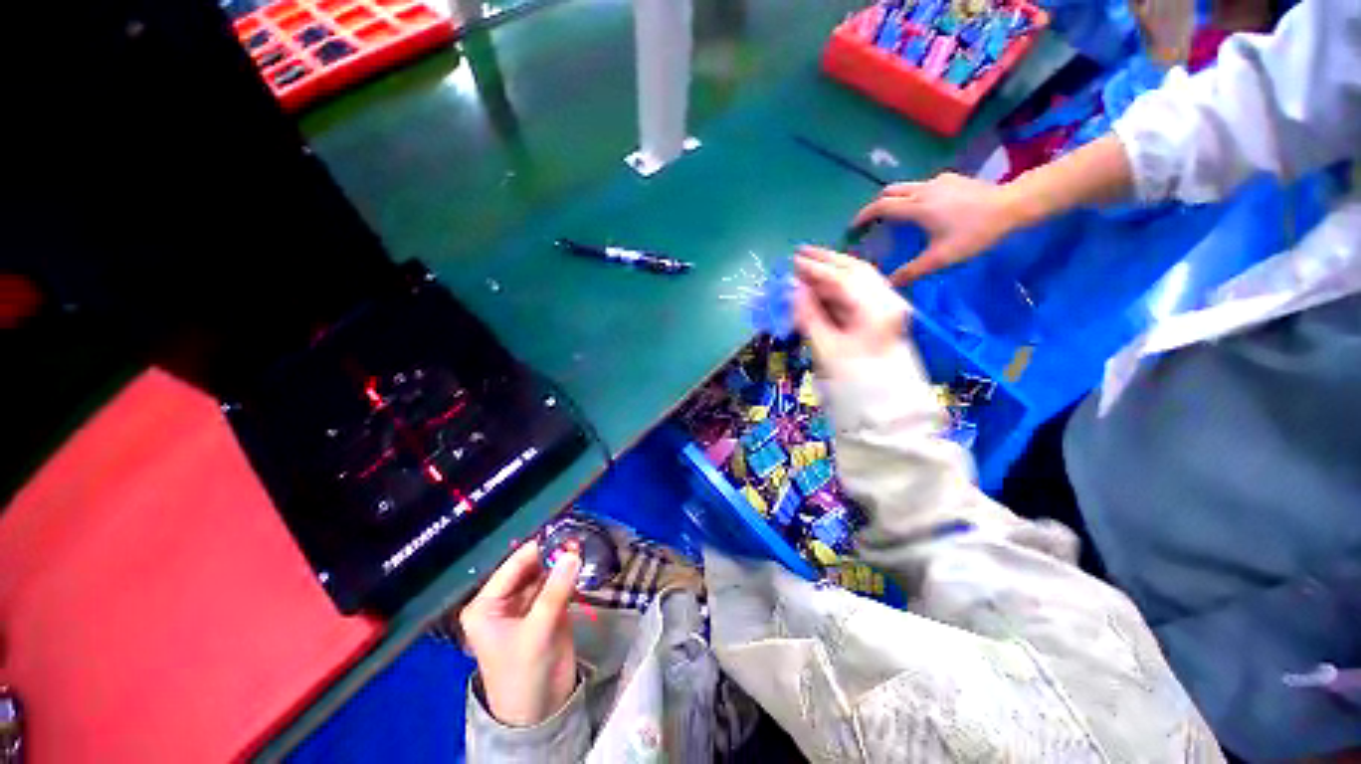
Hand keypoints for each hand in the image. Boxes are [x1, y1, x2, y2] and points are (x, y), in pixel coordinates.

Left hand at [459, 540, 580, 726]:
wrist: (540, 713)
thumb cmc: (524, 675)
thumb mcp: (536, 633)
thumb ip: (554, 591)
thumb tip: (572, 554)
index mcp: (487, 605)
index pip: (513, 566)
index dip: (537, 548)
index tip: (563, 530)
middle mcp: (505, 600)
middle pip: (530, 567)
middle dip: (552, 553)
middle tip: (577, 538)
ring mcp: (527, 604)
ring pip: (546, 573)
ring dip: (562, 561)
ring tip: (582, 544)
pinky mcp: (546, 609)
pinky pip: (557, 584)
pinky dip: (569, 574)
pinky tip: (582, 562)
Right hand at [793, 246, 909, 379]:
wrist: (884, 398)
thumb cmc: (855, 377)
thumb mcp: (827, 348)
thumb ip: (810, 316)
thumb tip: (794, 290)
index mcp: (877, 310)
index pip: (844, 279)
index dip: (817, 269)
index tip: (794, 261)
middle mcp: (889, 301)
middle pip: (856, 270)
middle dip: (826, 260)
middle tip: (799, 254)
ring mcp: (889, 305)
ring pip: (860, 277)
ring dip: (833, 269)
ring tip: (807, 265)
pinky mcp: (884, 311)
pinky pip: (861, 290)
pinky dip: (839, 284)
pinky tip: (822, 284)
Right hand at [850, 173, 1023, 284]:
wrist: (1013, 206)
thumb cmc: (974, 233)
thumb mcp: (941, 258)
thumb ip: (912, 271)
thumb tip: (889, 284)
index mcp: (916, 208)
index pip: (880, 207)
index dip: (863, 216)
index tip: (854, 227)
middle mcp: (922, 190)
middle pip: (889, 192)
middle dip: (876, 205)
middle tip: (872, 221)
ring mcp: (938, 181)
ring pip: (906, 187)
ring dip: (894, 200)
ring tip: (895, 217)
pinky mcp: (952, 179)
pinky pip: (923, 186)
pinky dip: (913, 196)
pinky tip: (924, 209)